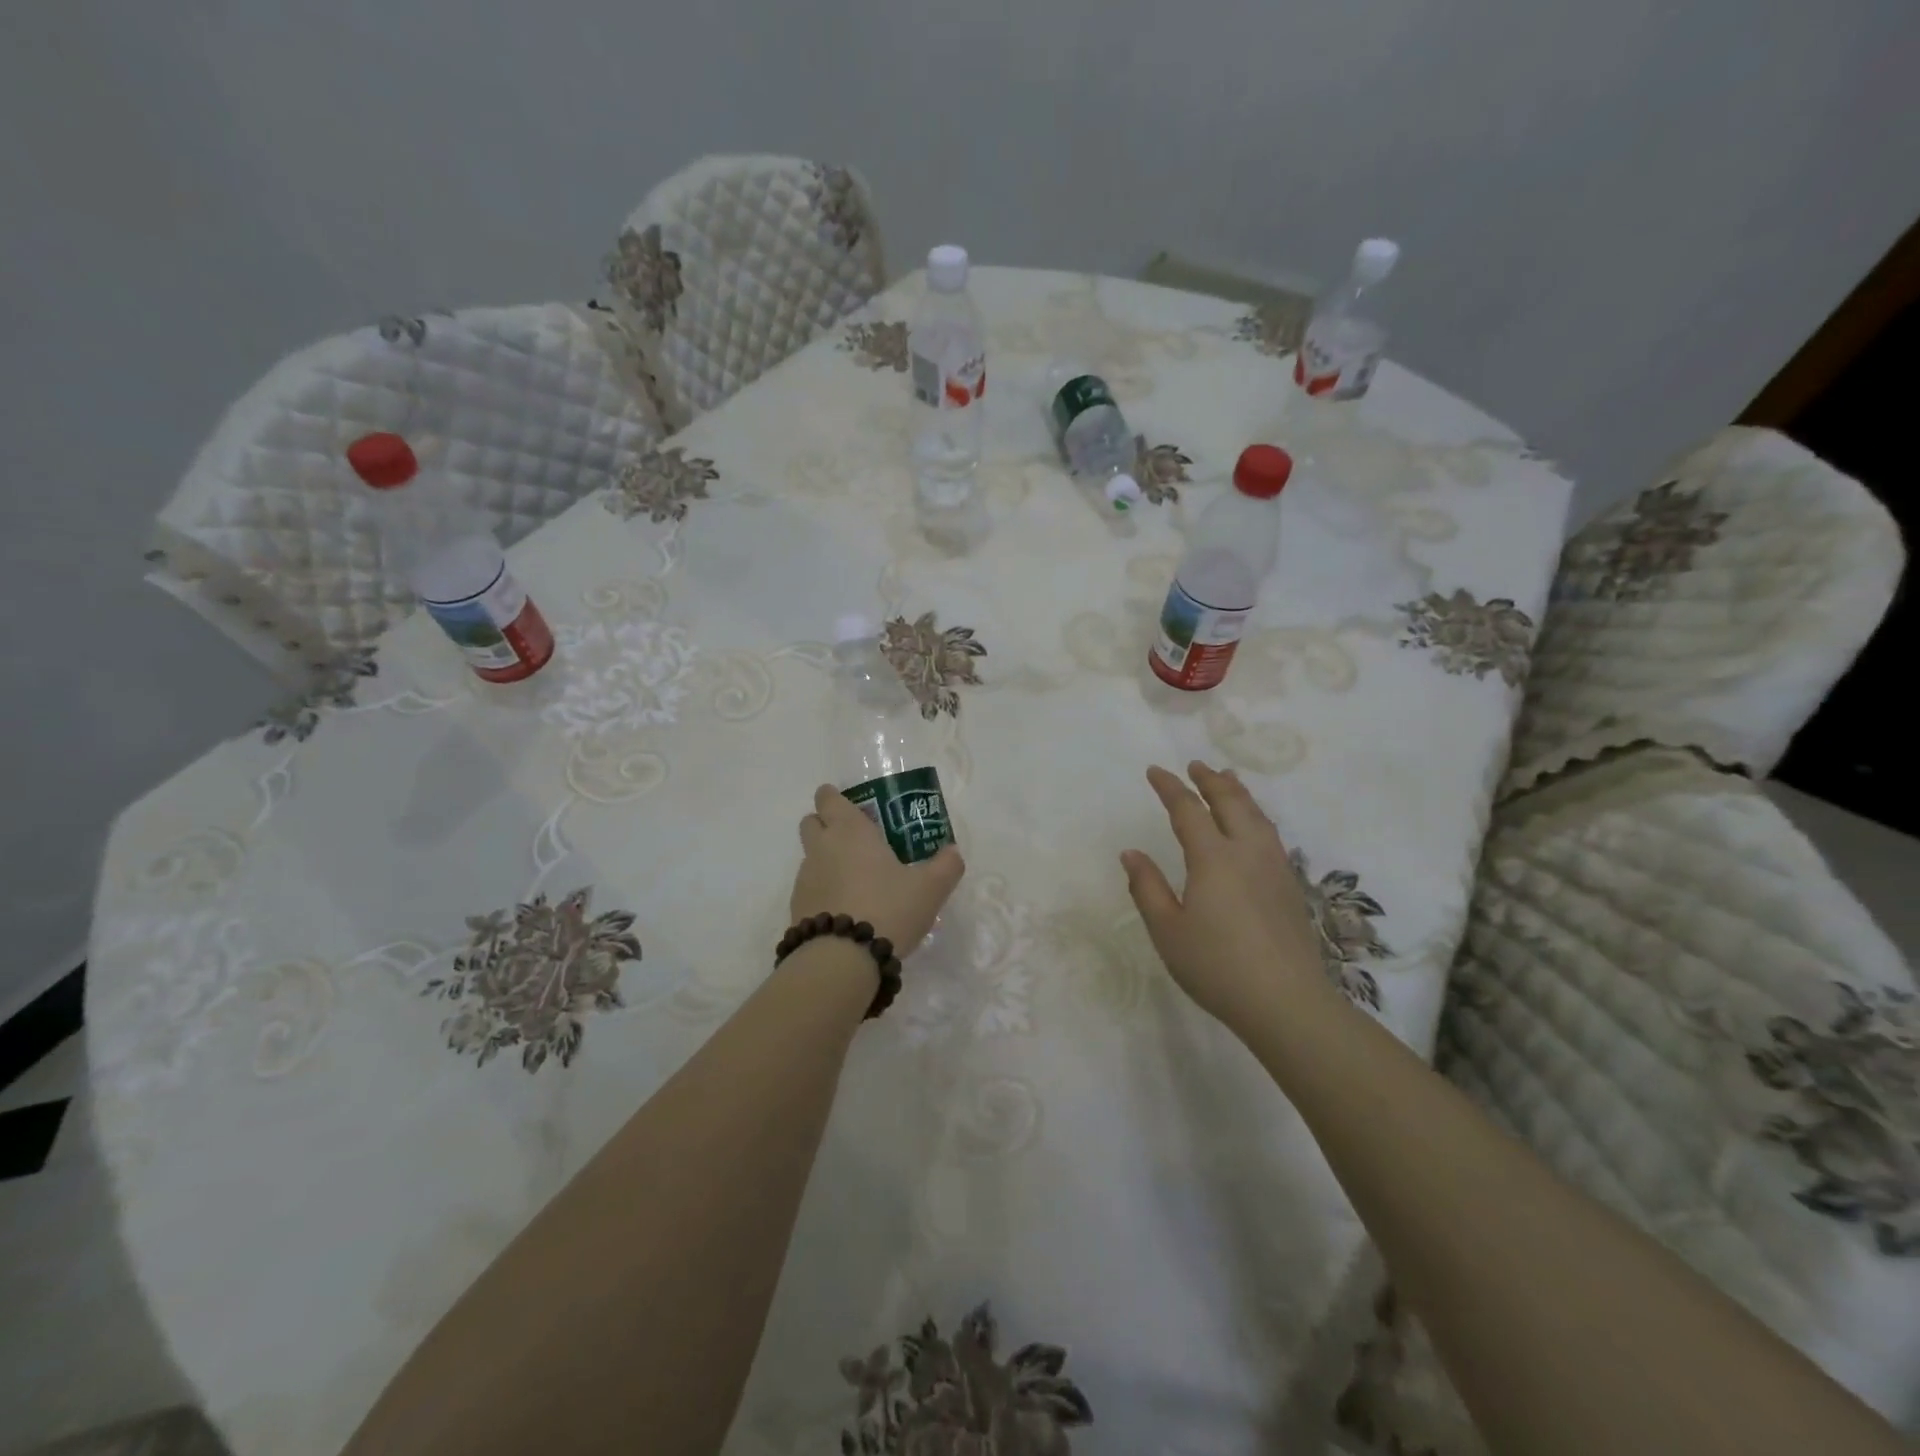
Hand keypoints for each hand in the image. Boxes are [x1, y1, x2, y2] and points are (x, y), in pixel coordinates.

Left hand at [793, 784, 965, 956]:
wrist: (843, 959)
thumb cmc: (888, 908)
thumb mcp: (930, 888)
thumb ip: (946, 866)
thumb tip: (952, 852)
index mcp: (850, 831)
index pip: (828, 798)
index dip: (834, 797)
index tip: (849, 806)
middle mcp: (822, 847)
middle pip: (811, 822)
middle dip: (826, 824)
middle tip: (855, 840)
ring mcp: (805, 879)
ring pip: (810, 857)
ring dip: (826, 861)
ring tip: (856, 882)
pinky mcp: (797, 908)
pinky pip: (809, 889)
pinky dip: (823, 891)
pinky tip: (846, 910)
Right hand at [1121, 762, 1326, 1029]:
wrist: (1286, 1002)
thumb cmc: (1216, 966)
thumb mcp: (1167, 930)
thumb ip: (1147, 887)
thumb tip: (1131, 853)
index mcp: (1213, 858)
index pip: (1188, 809)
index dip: (1169, 787)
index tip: (1154, 771)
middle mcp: (1247, 852)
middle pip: (1230, 802)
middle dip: (1209, 780)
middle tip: (1195, 765)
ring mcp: (1274, 867)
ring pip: (1257, 815)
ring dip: (1238, 792)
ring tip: (1227, 779)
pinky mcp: (1290, 886)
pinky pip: (1270, 833)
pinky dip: (1256, 815)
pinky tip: (1254, 826)